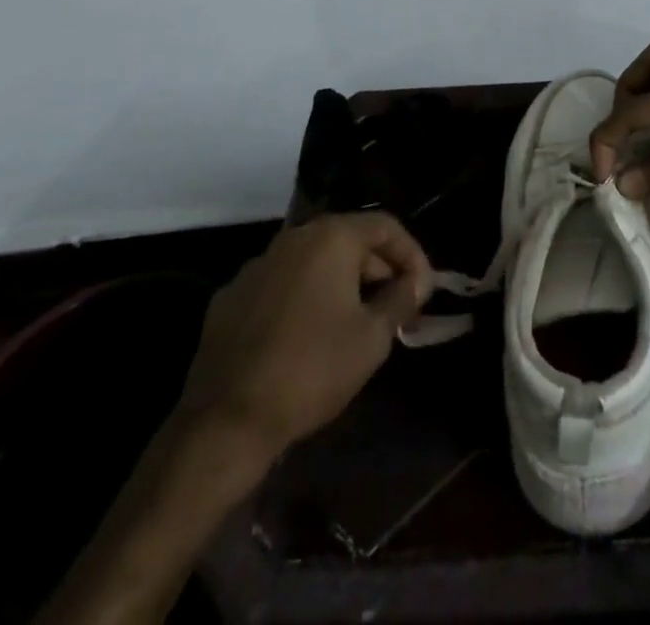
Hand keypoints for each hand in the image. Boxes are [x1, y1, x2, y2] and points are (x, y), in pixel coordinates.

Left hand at [174, 212, 432, 458]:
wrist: (225, 422)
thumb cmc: (312, 370)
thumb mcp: (372, 338)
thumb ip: (401, 299)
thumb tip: (417, 281)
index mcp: (330, 237)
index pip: (385, 226)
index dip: (412, 254)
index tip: (423, 290)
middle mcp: (293, 238)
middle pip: (349, 241)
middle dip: (378, 271)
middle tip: (396, 309)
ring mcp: (257, 265)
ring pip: (314, 262)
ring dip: (342, 284)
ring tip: (357, 323)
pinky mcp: (231, 297)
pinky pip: (282, 285)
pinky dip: (304, 299)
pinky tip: (309, 336)